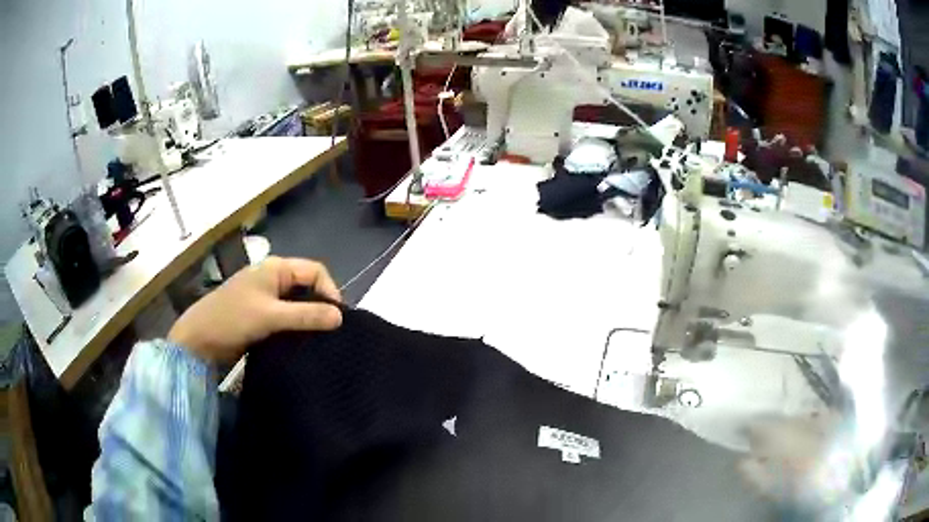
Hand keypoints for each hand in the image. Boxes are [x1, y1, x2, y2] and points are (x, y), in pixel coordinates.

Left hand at [168, 257, 342, 363]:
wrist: (199, 340)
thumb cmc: (232, 319)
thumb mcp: (270, 316)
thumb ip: (306, 315)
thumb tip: (341, 317)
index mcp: (275, 268)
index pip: (315, 271)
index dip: (330, 291)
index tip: (337, 320)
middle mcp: (273, 279)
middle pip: (307, 286)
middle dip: (321, 306)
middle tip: (331, 332)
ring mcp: (266, 298)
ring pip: (297, 304)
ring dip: (309, 319)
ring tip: (320, 340)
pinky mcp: (261, 316)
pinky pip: (287, 318)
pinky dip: (297, 328)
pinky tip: (302, 343)